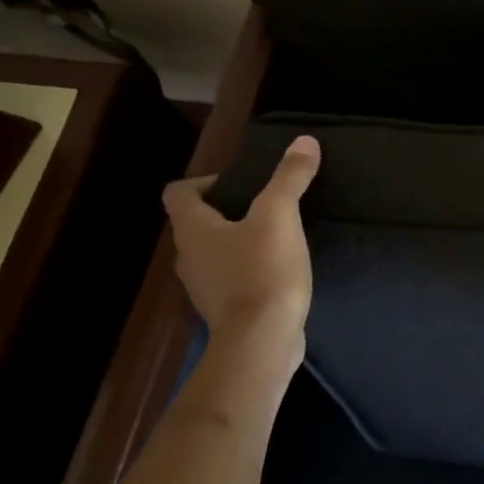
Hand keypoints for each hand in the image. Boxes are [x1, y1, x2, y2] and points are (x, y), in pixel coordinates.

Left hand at [162, 136, 320, 374]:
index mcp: (193, 230)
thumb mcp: (280, 216)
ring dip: (238, 239)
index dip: (205, 180)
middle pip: (197, 222)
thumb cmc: (262, 271)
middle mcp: (189, 257)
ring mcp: (204, 287)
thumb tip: (304, 141)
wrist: (261, 342)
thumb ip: (289, 177)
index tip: (240, 182)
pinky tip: (279, 268)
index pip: (179, 193)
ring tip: (276, 234)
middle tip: (265, 203)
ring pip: (215, 251)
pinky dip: (248, 267)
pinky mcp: (225, 310)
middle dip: (228, 209)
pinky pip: (231, 277)